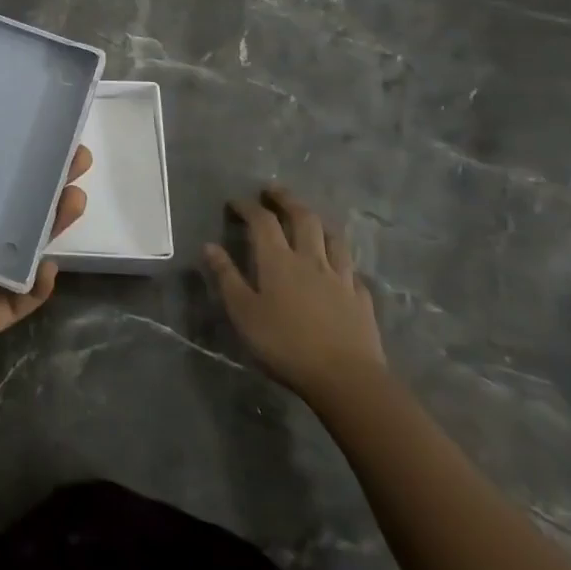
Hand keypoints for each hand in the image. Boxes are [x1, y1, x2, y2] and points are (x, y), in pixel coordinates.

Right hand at [205, 185, 385, 404]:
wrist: (346, 379)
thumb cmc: (285, 344)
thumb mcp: (243, 313)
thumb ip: (226, 277)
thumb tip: (209, 246)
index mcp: (278, 260)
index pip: (262, 221)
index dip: (248, 206)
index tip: (235, 202)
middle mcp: (310, 259)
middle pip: (302, 217)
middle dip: (285, 199)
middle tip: (273, 190)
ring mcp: (340, 277)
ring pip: (331, 237)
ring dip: (317, 221)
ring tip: (308, 217)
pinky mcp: (360, 298)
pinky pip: (350, 269)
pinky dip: (339, 259)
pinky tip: (338, 267)